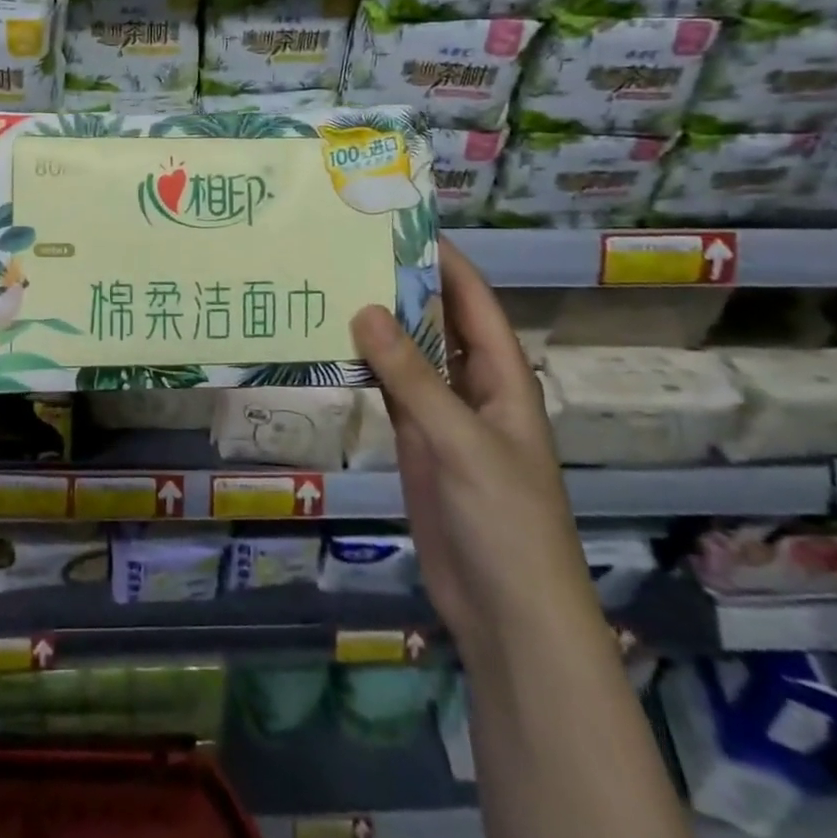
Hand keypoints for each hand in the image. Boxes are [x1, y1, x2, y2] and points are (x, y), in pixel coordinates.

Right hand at [350, 240, 600, 664]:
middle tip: (345, 247)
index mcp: (501, 375)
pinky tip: (330, 344)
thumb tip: (365, 307)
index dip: (442, 260)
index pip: (472, 300)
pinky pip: (388, 390)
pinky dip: (363, 366)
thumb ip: (413, 375)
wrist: (507, 614)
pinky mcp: (415, 441)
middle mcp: (471, 384)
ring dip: (376, 324)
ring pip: (407, 354)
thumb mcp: (461, 441)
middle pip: (436, 320)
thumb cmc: (505, 520)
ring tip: (329, 283)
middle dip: (400, 285)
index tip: (396, 223)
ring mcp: (441, 414)